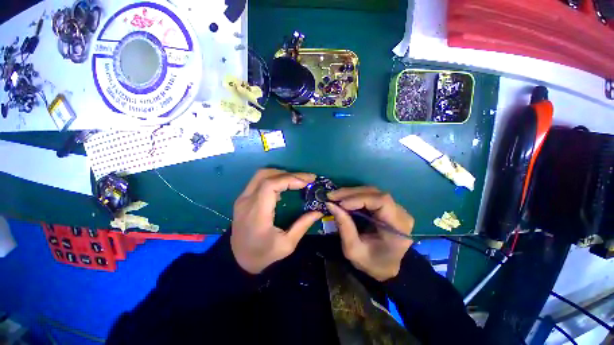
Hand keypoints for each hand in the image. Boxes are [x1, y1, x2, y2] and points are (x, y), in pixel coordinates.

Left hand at [231, 169, 322, 273]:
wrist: (238, 261)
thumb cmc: (263, 255)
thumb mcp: (286, 245)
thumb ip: (302, 225)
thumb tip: (319, 211)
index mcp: (257, 213)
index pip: (270, 185)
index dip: (289, 179)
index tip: (306, 183)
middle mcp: (247, 201)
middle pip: (266, 175)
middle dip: (289, 174)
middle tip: (307, 178)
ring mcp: (242, 198)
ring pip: (261, 174)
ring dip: (281, 173)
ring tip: (297, 180)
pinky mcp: (243, 198)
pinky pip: (259, 181)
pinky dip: (274, 178)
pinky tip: (285, 186)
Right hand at [326, 187, 414, 281]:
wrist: (385, 267)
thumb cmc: (371, 263)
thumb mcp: (353, 250)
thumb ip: (344, 226)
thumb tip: (331, 205)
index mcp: (398, 228)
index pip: (382, 202)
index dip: (360, 199)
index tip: (341, 204)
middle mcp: (401, 214)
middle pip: (375, 193)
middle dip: (351, 193)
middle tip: (332, 196)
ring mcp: (396, 208)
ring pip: (372, 192)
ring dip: (351, 193)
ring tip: (334, 197)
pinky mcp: (388, 207)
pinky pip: (370, 196)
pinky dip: (354, 196)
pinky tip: (343, 198)